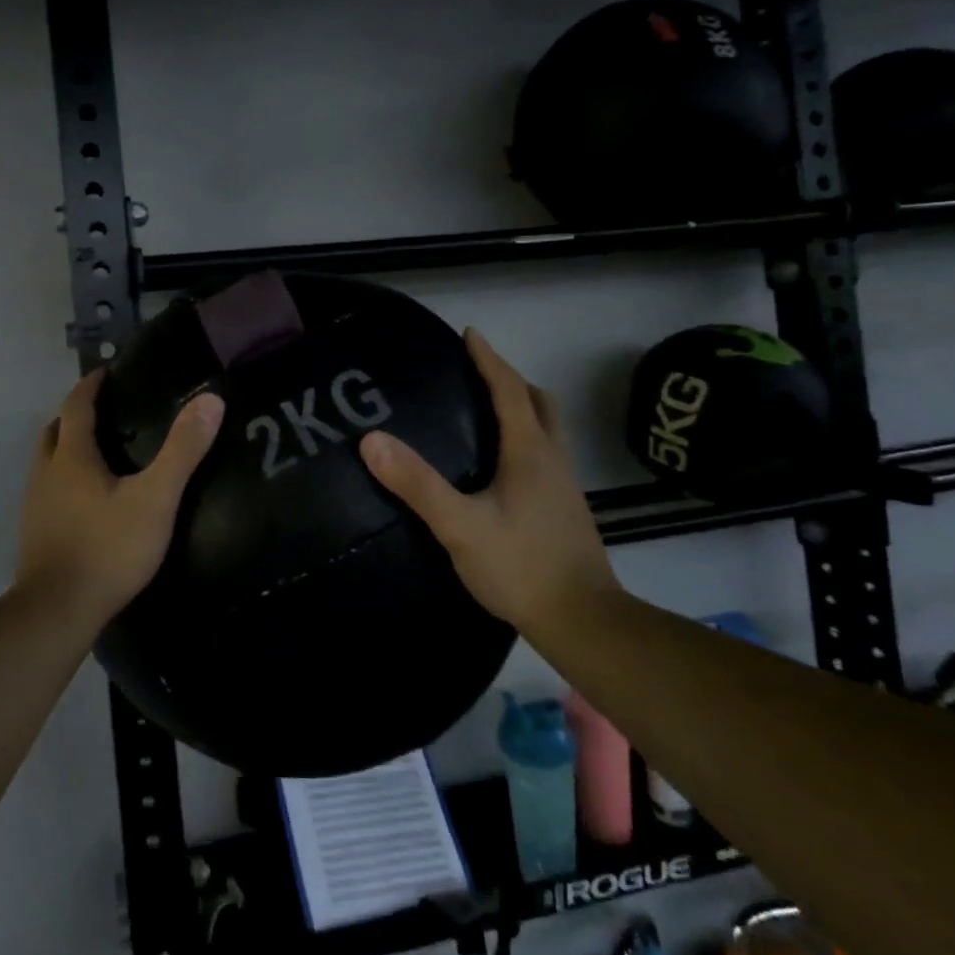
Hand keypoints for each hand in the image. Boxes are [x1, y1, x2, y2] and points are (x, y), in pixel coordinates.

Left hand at [16, 369, 225, 627]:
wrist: (57, 611)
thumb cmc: (108, 548)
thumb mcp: (155, 498)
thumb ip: (182, 450)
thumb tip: (211, 400)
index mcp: (71, 457)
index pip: (76, 406)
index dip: (90, 385)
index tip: (106, 372)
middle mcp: (46, 473)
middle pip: (54, 431)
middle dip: (75, 415)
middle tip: (105, 412)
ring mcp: (35, 505)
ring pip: (47, 462)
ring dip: (67, 448)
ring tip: (100, 453)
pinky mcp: (35, 533)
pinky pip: (48, 491)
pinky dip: (65, 480)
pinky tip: (88, 500)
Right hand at [358, 329, 617, 631]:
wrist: (583, 621)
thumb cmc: (521, 566)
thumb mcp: (460, 526)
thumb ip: (417, 484)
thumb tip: (371, 440)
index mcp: (530, 451)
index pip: (509, 390)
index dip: (489, 359)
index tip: (470, 334)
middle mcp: (553, 460)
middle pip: (539, 403)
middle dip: (511, 381)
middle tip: (479, 374)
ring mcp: (564, 486)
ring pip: (548, 430)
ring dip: (523, 409)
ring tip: (487, 413)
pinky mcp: (565, 510)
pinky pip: (545, 456)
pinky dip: (526, 440)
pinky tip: (501, 468)